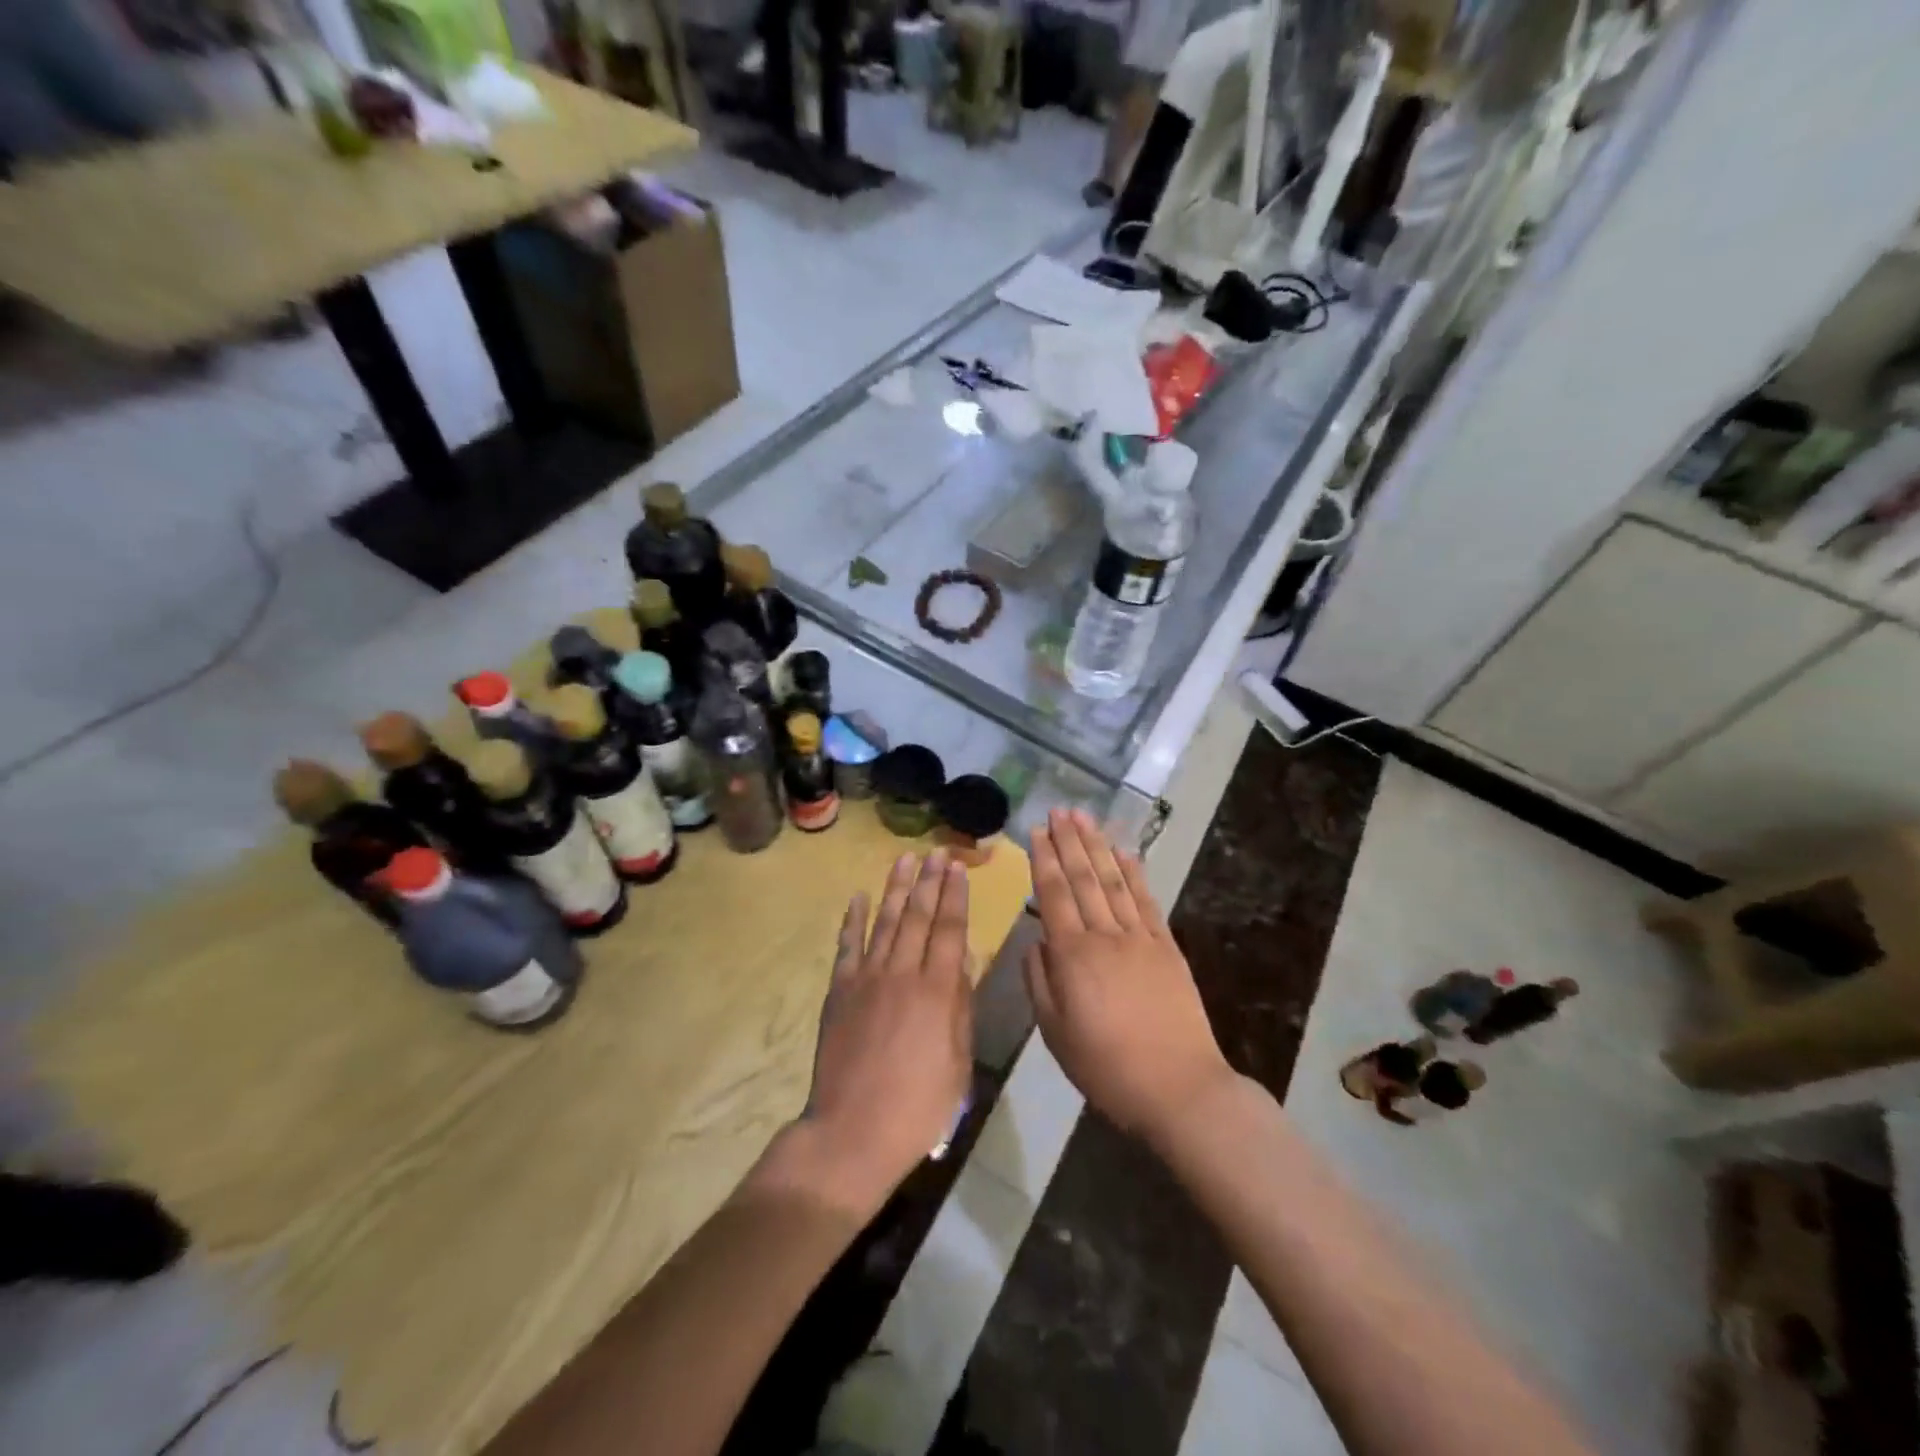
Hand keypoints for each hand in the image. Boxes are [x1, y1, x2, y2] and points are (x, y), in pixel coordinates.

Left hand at [771, 851, 973, 1220]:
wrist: (854, 1131)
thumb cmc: (918, 1105)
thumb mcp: (957, 1061)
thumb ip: (960, 1006)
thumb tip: (963, 960)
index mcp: (937, 991)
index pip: (949, 930)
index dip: (955, 897)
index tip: (958, 869)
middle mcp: (902, 973)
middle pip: (918, 917)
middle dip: (929, 882)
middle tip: (936, 853)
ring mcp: (867, 979)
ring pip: (885, 922)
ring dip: (896, 888)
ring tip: (904, 860)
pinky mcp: (839, 991)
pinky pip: (847, 946)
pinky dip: (853, 920)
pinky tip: (859, 897)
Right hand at [1025, 808, 1232, 1146]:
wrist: (1178, 1087)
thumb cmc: (1107, 1067)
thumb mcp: (1055, 1033)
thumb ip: (1039, 982)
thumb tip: (1035, 943)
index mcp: (1072, 956)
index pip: (1053, 895)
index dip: (1044, 860)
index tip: (1037, 830)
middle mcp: (1104, 935)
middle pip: (1083, 878)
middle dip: (1069, 841)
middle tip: (1059, 809)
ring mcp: (1139, 937)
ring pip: (1113, 881)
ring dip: (1097, 846)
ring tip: (1085, 818)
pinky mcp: (1166, 947)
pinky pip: (1146, 901)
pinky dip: (1134, 872)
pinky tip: (1124, 852)